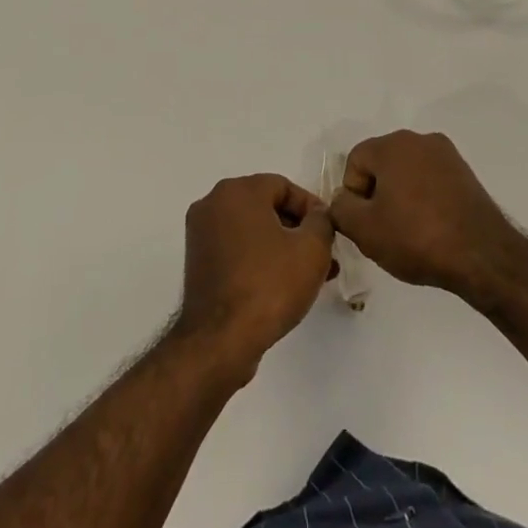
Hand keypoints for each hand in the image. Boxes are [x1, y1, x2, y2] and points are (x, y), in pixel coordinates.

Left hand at [174, 174, 335, 379]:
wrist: (220, 341)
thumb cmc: (269, 285)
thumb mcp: (312, 249)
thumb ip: (322, 221)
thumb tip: (317, 216)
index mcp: (237, 191)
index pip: (284, 186)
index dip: (312, 208)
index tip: (330, 233)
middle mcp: (213, 204)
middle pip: (267, 207)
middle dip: (299, 231)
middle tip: (324, 255)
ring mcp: (201, 234)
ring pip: (253, 231)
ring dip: (283, 247)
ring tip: (311, 276)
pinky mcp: (198, 263)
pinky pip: (237, 250)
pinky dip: (260, 260)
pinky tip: (283, 285)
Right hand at [327, 131, 526, 304]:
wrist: (483, 255)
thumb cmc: (417, 238)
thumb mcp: (364, 230)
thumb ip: (340, 208)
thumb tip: (343, 199)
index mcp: (392, 145)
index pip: (355, 162)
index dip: (353, 195)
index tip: (366, 224)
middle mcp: (419, 139)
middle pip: (381, 163)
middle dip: (377, 194)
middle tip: (384, 230)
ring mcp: (446, 154)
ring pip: (407, 172)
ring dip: (401, 197)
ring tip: (410, 233)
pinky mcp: (465, 173)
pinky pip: (430, 180)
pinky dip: (425, 199)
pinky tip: (431, 228)